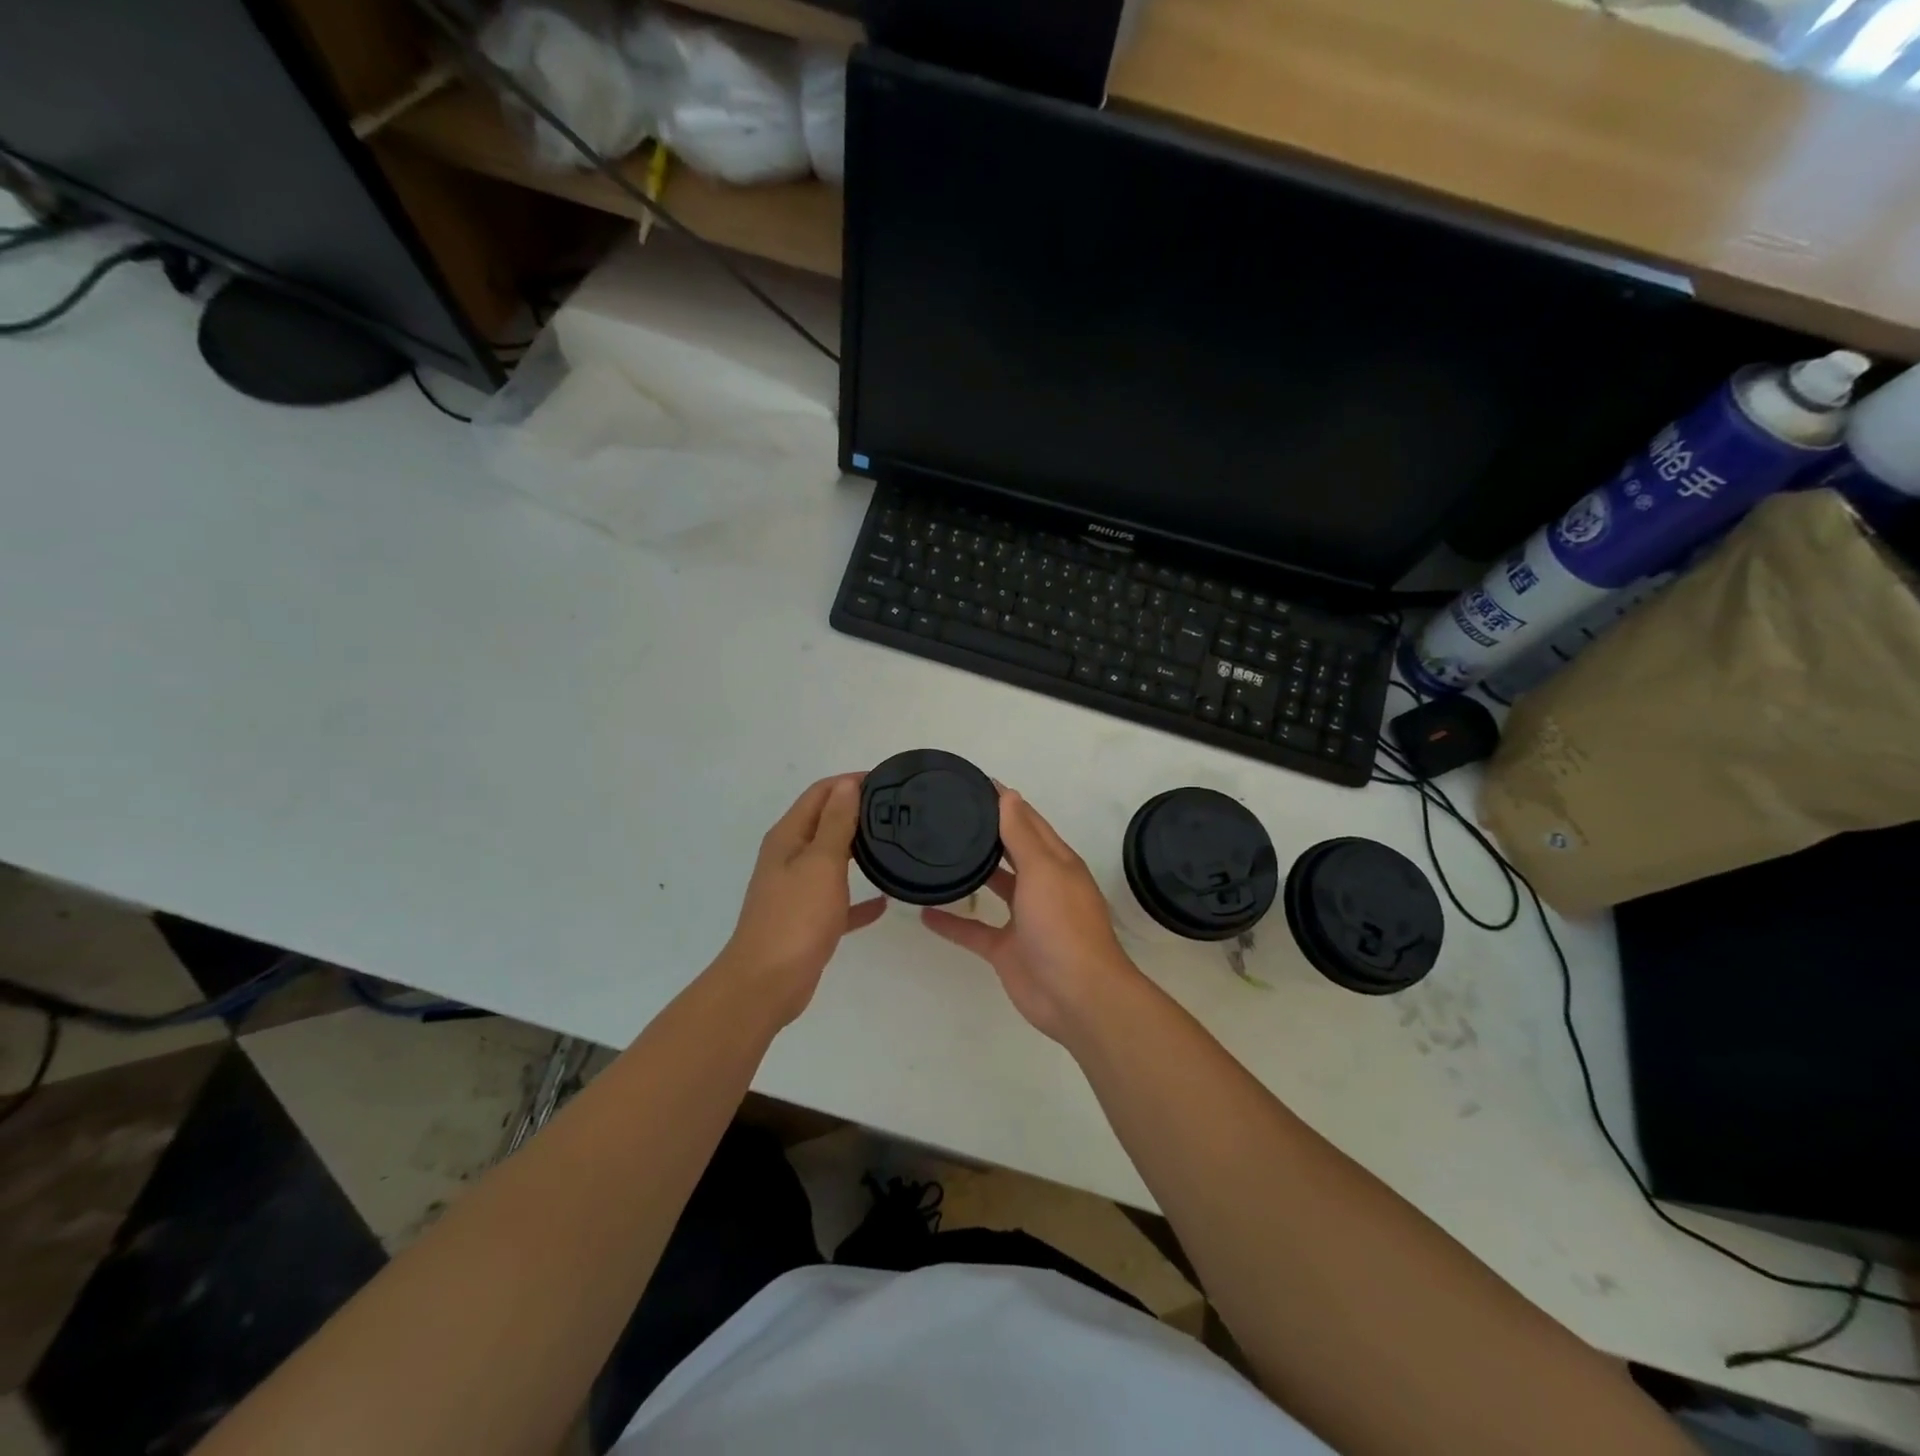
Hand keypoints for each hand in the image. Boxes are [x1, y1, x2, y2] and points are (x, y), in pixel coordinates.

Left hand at [716, 774, 885, 1024]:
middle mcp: (788, 858)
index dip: (849, 782)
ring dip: (856, 850)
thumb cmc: (795, 917)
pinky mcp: (806, 921)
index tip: (886, 780)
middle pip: (824, 823)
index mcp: (788, 837)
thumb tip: (846, 784)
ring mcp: (795, 891)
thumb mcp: (821, 862)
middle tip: (896, 811)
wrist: (766, 984)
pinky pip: (837, 902)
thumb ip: (836, 822)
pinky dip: (857, 899)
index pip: (819, 794)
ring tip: (894, 845)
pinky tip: (883, 902)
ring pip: (830, 860)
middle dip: (856, 812)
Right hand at [921, 788, 1143, 1043]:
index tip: (973, 783)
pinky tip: (924, 912)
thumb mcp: (1043, 870)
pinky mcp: (1006, 949)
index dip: (1004, 802)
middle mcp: (1041, 885)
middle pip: (1010, 851)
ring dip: (971, 874)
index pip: (1027, 821)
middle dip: (986, 834)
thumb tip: (1008, 794)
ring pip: (993, 888)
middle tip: (947, 815)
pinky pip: (974, 930)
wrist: (1076, 996)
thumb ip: (1021, 834)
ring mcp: (1023, 919)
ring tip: (935, 855)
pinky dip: (951, 923)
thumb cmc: (1062, 924)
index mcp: (1055, 862)